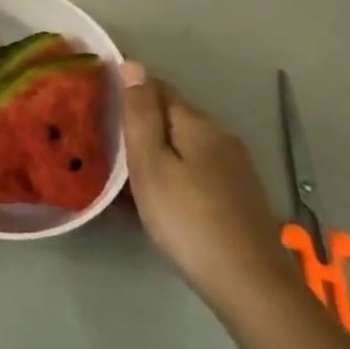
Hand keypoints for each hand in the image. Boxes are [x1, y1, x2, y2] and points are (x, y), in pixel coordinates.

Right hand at [121, 62, 292, 313]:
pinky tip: (160, 194)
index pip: (157, 87)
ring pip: (185, 143)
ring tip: (126, 170)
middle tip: (106, 141)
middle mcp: (220, 136)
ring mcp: (235, 166)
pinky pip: (197, 167)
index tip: (99, 104)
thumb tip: (133, 64)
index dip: (128, 90)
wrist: (250, 283)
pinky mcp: (240, 194)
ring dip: (157, 148)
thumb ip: (140, 114)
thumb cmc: (187, 218)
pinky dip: (174, 170)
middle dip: (142, 121)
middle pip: (173, 115)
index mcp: (196, 123)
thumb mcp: (150, 163)